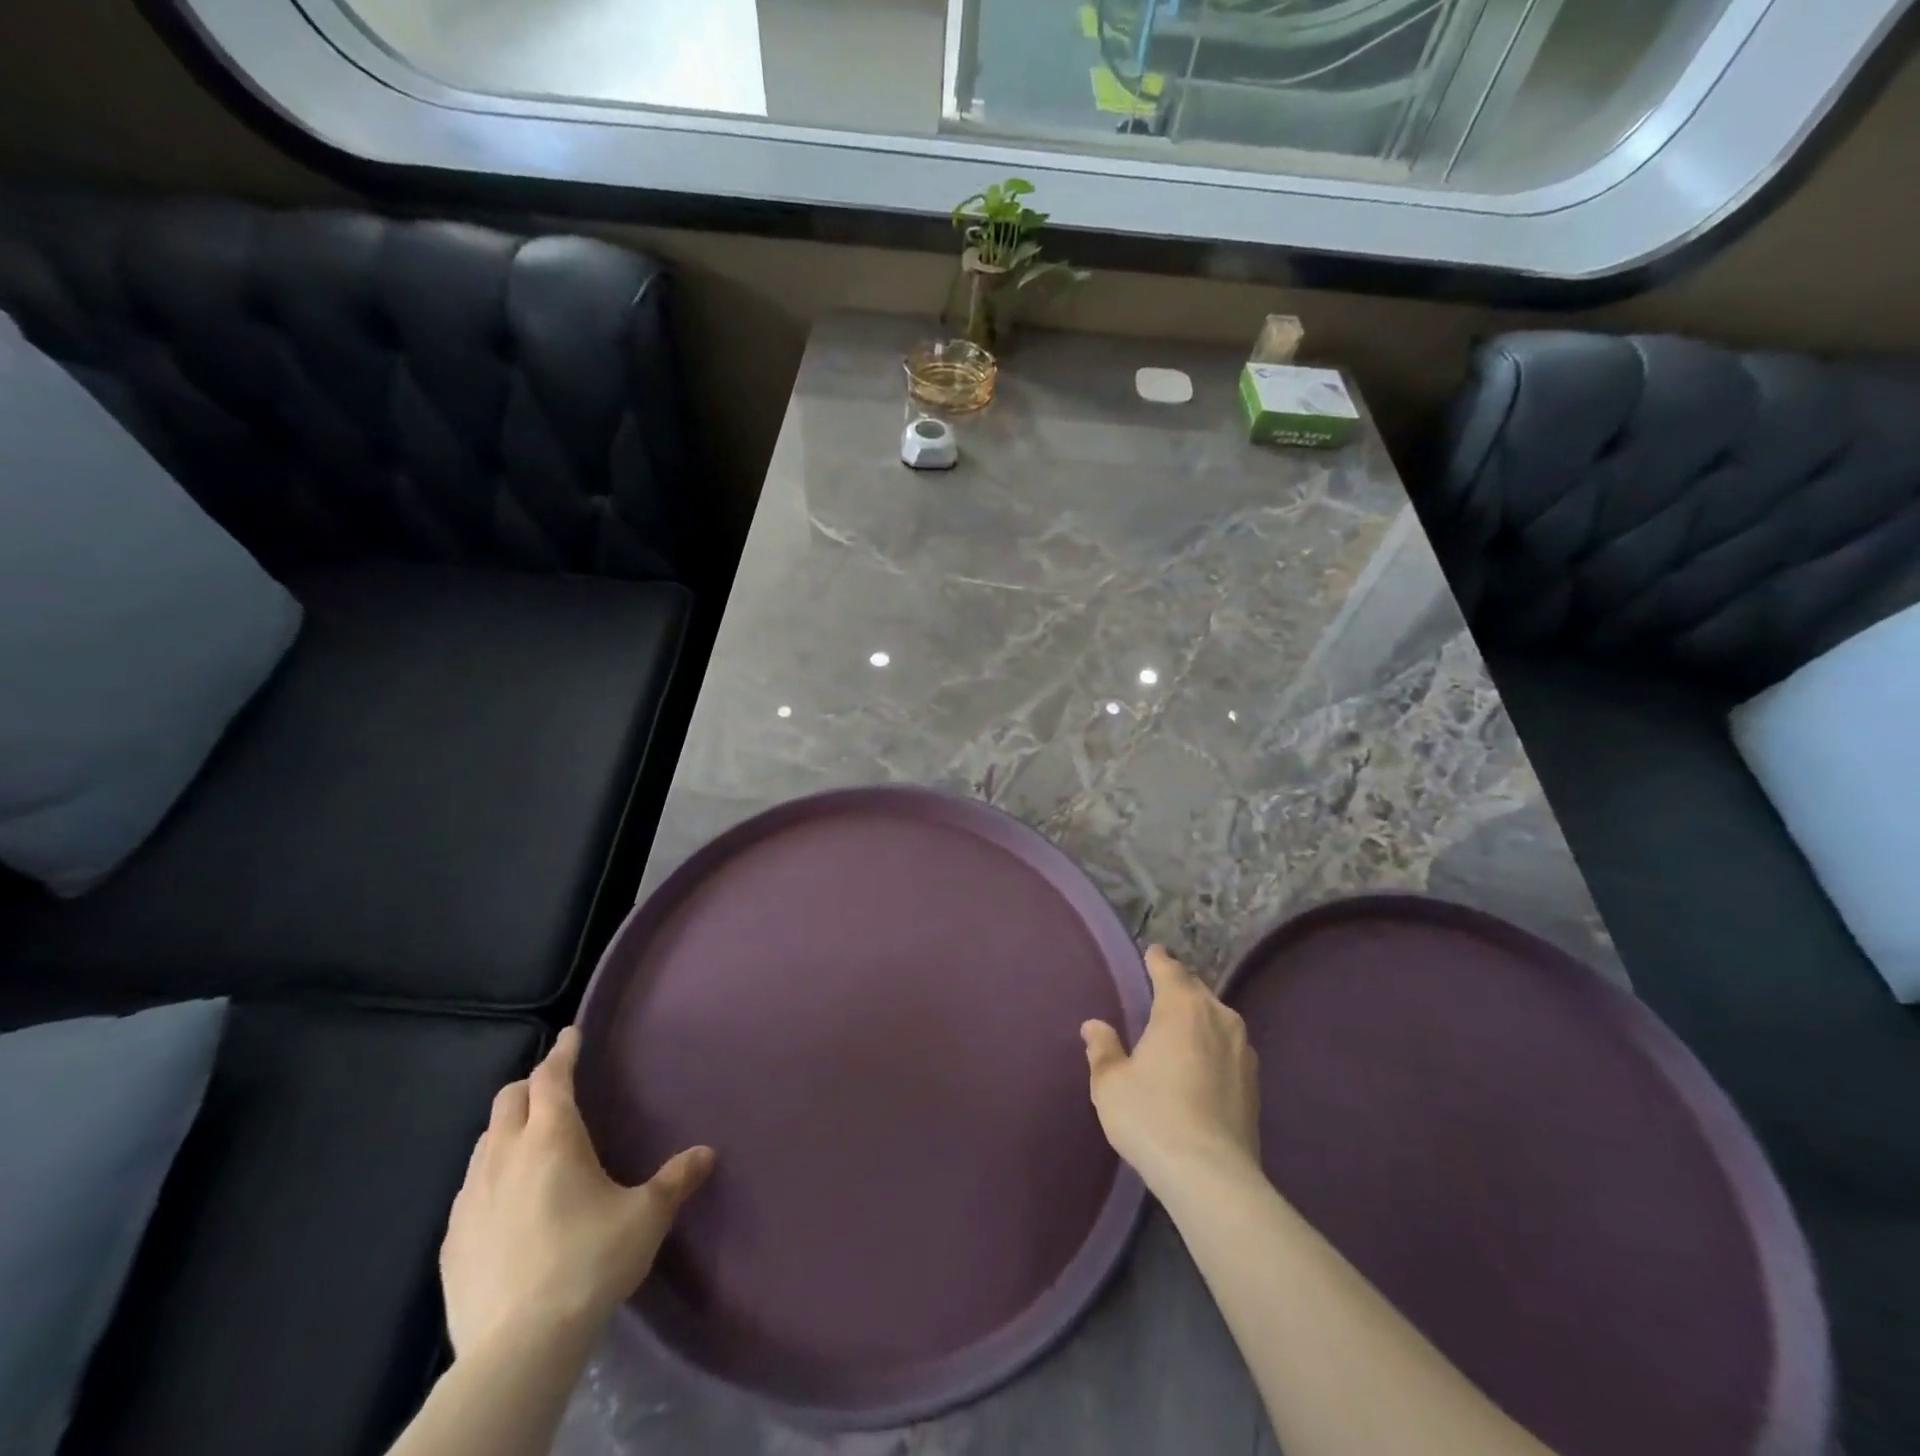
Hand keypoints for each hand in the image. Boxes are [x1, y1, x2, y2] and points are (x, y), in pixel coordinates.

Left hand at [439, 1026, 713, 1357]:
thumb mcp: (645, 1217)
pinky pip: (469, 1189)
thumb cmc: (589, 1262)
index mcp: (552, 1137)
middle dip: (532, 1085)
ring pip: (484, 1142)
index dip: (563, 1051)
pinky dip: (489, 1177)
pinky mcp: (451, 1242)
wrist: (518, 1348)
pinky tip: (507, 1204)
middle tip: (556, 1090)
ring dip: (507, 1130)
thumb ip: (676, 1179)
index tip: (571, 1034)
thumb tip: (707, 1153)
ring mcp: (470, 1199)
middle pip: (509, 1099)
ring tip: (531, 1146)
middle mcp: (504, 1156)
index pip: (552, 1076)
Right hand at [1082, 945, 1261, 1196]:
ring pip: (1217, 1017)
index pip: (1169, 968)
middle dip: (1179, 986)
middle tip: (1159, 991)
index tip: (1152, 953)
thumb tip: (1094, 1026)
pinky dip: (1213, 1044)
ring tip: (1180, 1027)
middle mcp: (1218, 1017)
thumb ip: (1102, 1048)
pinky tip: (1201, 1064)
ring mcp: (1243, 1049)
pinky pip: (1229, 1046)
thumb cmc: (1152, 1117)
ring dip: (1199, 1016)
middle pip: (1196, 989)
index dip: (1157, 959)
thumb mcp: (1111, 1083)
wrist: (1212, 1176)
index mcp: (1181, 1007)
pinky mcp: (1255, 1082)